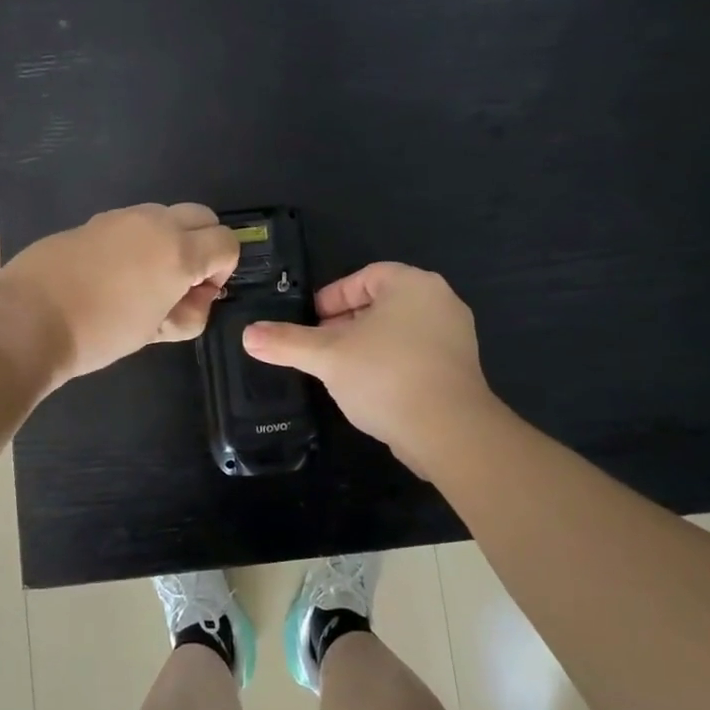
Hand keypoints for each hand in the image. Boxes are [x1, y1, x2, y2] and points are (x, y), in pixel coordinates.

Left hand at [0, 203, 239, 385]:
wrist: (28, 320)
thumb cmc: (100, 333)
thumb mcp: (155, 332)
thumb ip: (189, 312)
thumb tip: (197, 297)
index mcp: (178, 251)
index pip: (227, 242)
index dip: (222, 269)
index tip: (200, 293)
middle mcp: (155, 223)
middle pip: (202, 216)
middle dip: (203, 244)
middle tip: (181, 281)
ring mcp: (121, 217)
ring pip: (165, 215)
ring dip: (170, 239)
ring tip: (143, 279)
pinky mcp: (93, 221)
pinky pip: (131, 222)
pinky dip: (138, 240)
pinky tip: (111, 273)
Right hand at [242, 262, 497, 470]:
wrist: (450, 432)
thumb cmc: (385, 376)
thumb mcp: (327, 357)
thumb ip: (287, 342)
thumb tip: (248, 335)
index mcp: (412, 284)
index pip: (365, 277)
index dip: (332, 297)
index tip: (311, 321)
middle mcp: (439, 301)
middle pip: (381, 303)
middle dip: (346, 323)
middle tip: (320, 346)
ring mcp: (456, 336)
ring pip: (399, 331)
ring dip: (367, 345)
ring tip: (339, 370)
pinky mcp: (462, 369)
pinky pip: (417, 355)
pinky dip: (391, 364)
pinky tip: (371, 390)